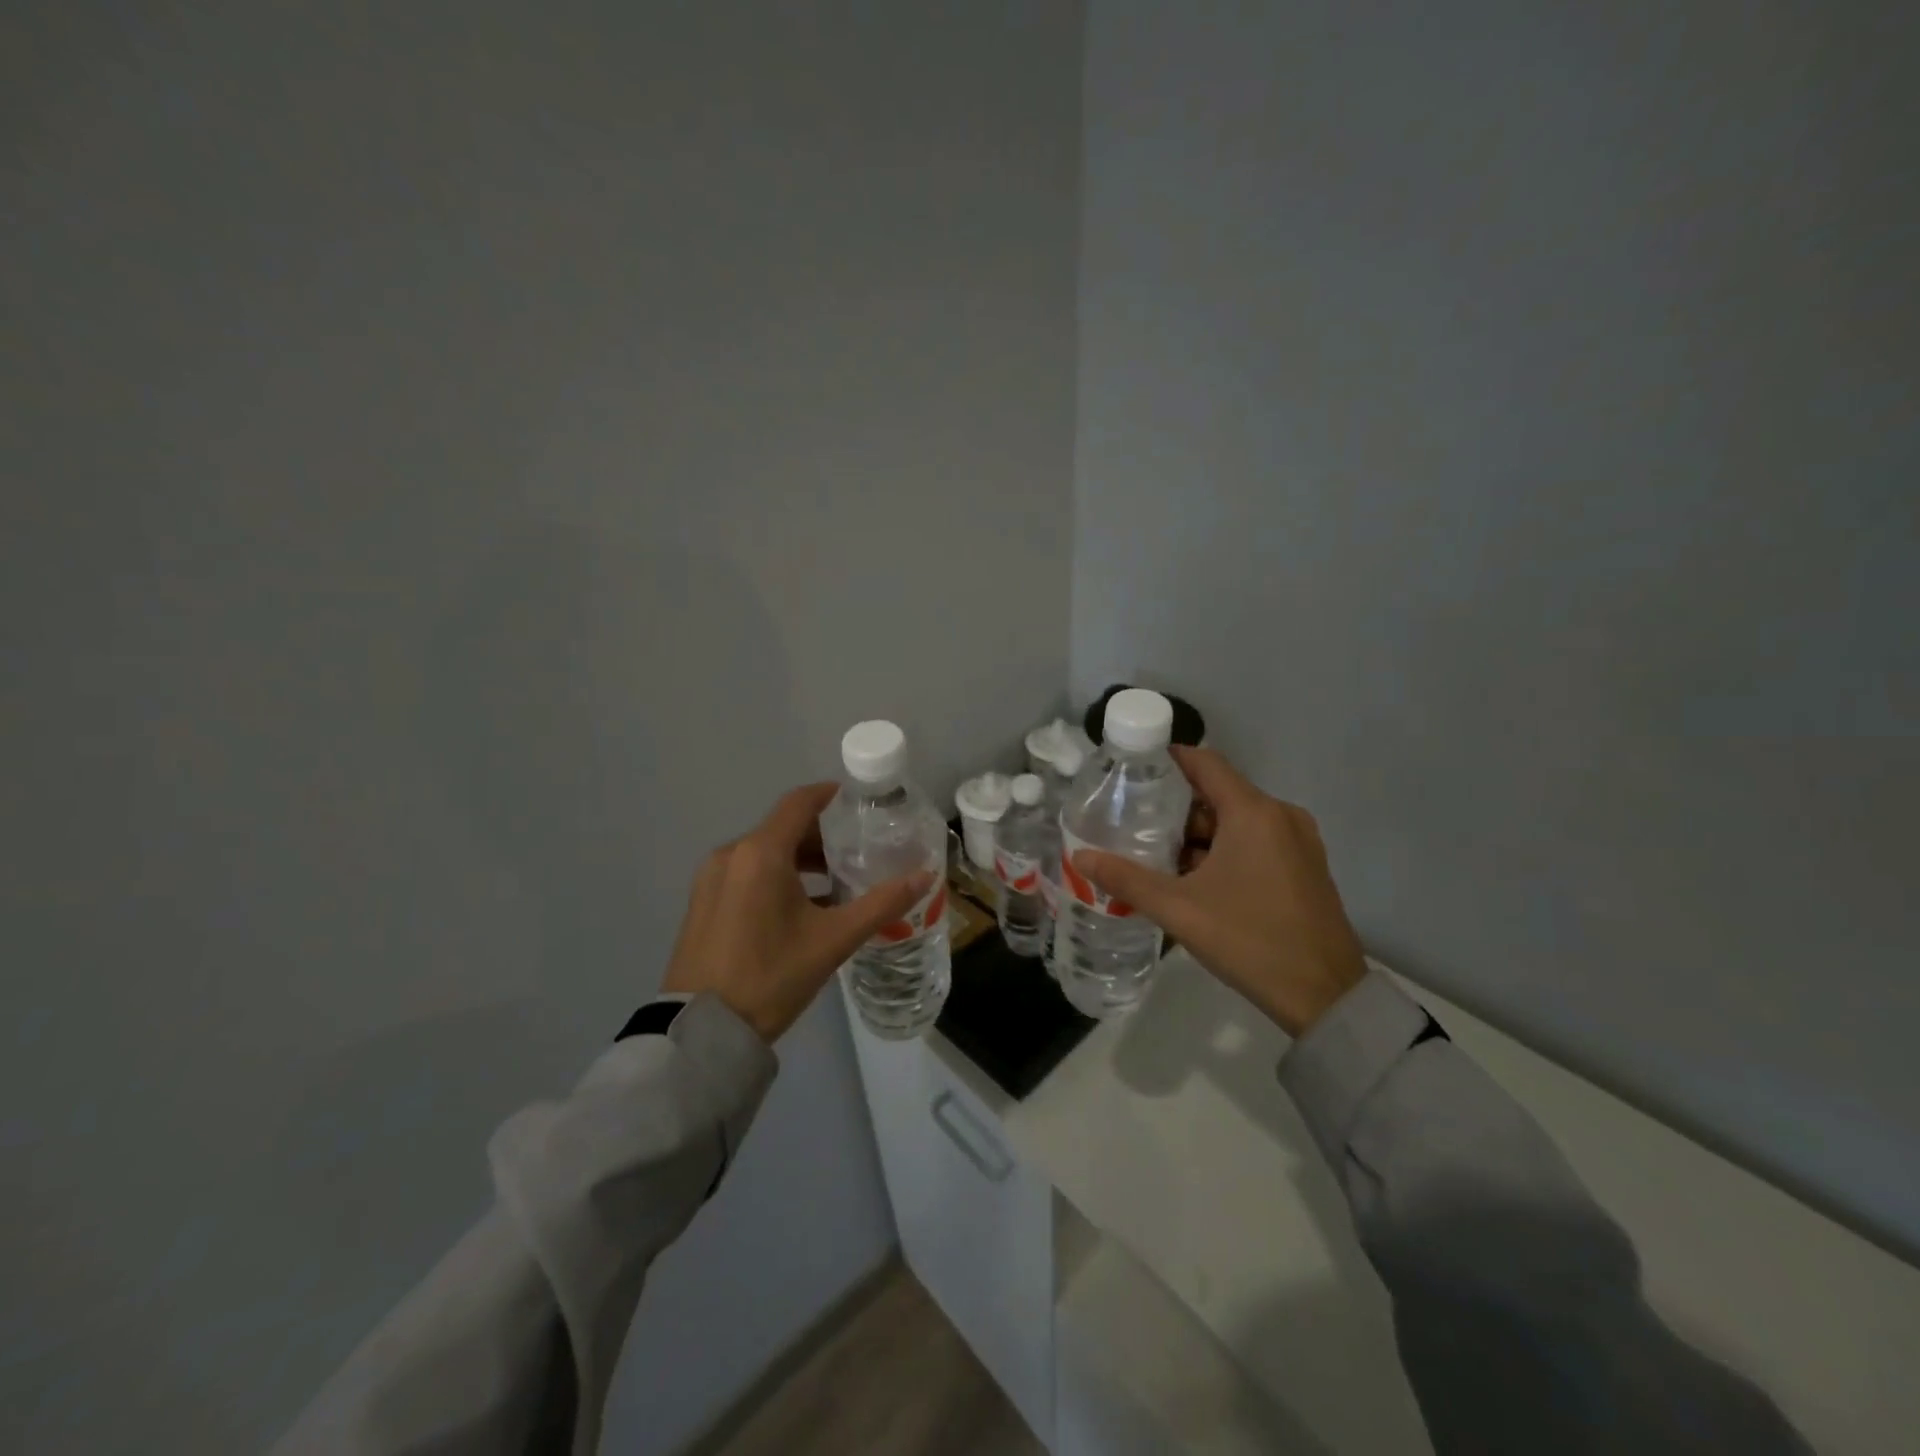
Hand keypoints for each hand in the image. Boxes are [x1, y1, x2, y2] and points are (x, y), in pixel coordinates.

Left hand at [662, 783, 932, 1044]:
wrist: (702, 1032)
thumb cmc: (771, 976)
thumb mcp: (833, 940)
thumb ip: (881, 904)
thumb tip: (924, 876)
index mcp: (760, 853)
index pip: (799, 803)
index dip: (830, 796)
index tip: (859, 802)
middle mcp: (731, 855)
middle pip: (783, 828)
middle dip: (821, 836)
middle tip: (858, 851)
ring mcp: (711, 879)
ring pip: (764, 852)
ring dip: (800, 859)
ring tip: (837, 882)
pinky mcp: (703, 903)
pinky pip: (746, 873)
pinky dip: (776, 877)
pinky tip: (802, 907)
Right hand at [1072, 747, 1366, 1037]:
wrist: (1326, 998)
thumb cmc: (1249, 941)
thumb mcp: (1179, 909)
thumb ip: (1126, 879)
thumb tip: (1079, 857)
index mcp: (1254, 812)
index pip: (1205, 762)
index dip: (1168, 761)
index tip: (1132, 771)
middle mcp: (1281, 816)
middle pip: (1218, 793)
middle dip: (1176, 809)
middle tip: (1134, 824)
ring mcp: (1299, 842)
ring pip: (1237, 820)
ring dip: (1199, 834)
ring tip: (1157, 856)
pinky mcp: (1306, 866)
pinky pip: (1256, 841)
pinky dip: (1225, 849)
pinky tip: (1196, 879)